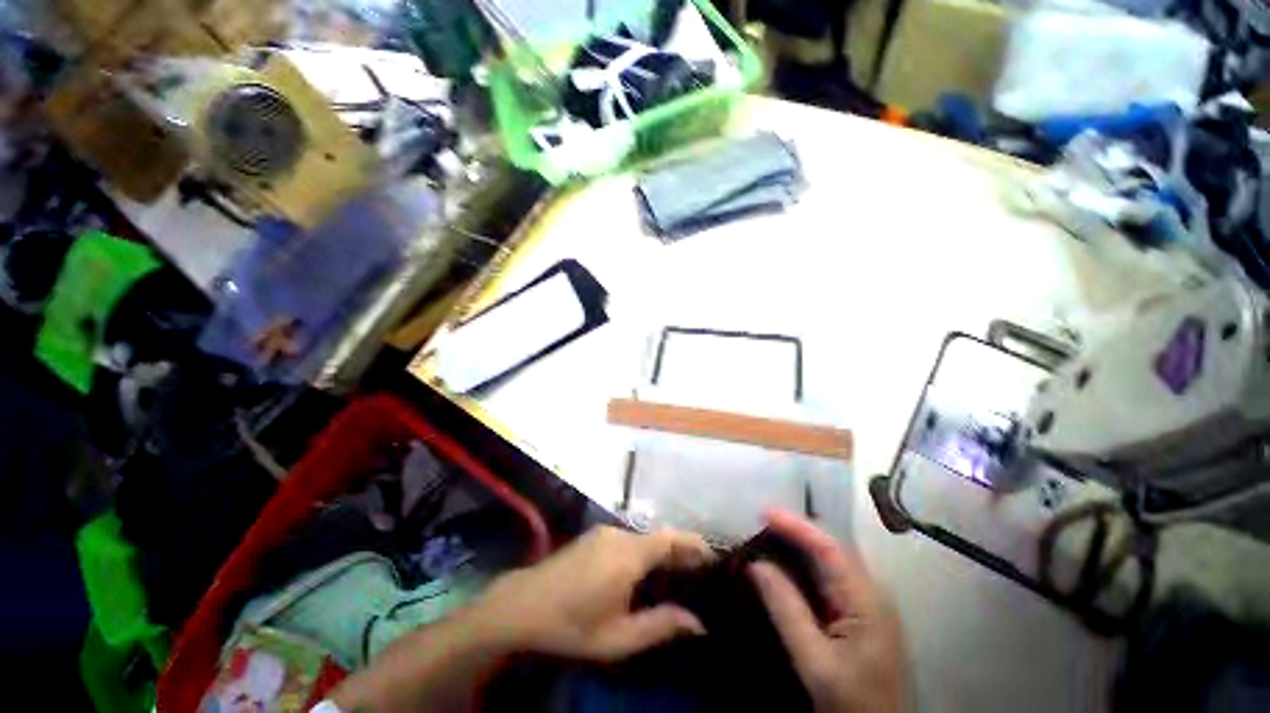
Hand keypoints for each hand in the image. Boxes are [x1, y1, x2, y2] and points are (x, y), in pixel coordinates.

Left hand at [471, 525, 712, 661]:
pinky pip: (628, 540)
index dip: (694, 544)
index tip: (714, 558)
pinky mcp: (593, 536)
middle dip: (681, 552)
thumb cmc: (571, 625)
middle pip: (659, 537)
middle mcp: (619, 534)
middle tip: (700, 574)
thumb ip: (660, 626)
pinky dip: (643, 552)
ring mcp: (604, 533)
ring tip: (676, 577)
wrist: (522, 606)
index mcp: (629, 554)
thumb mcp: (618, 637)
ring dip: (661, 553)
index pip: (671, 539)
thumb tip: (698, 622)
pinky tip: (644, 573)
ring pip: (643, 538)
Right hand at [749, 509, 906, 712]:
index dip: (796, 525)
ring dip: (799, 547)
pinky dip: (804, 568)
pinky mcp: (859, 619)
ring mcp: (867, 606)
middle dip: (796, 531)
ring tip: (766, 537)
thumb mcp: (816, 663)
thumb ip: (787, 611)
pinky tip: (785, 568)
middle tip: (760, 522)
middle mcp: (871, 594)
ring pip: (830, 563)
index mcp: (867, 600)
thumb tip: (756, 565)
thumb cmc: (854, 704)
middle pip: (831, 549)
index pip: (829, 547)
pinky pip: (829, 581)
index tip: (764, 512)